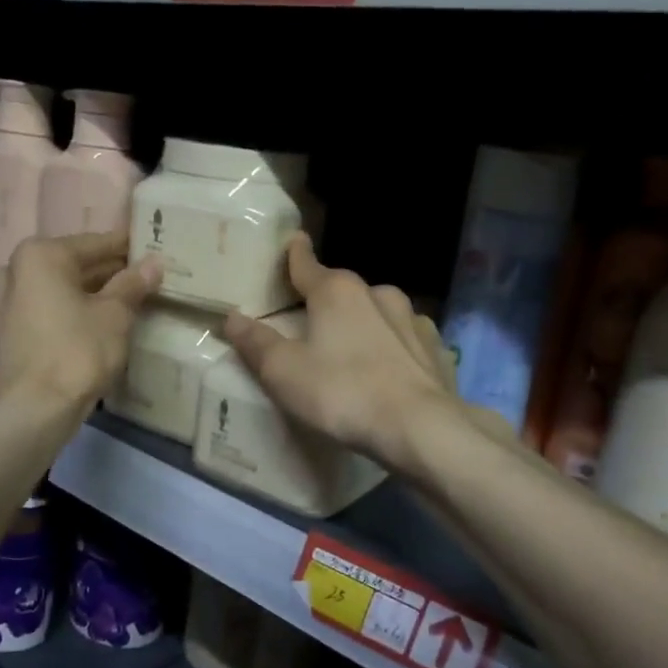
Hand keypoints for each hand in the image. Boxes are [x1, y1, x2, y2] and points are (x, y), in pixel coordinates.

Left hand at [0, 231, 161, 413]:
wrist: (35, 409)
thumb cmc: (77, 351)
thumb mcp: (115, 315)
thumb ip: (133, 284)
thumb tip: (154, 263)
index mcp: (40, 255)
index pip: (96, 243)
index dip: (128, 248)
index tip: (154, 248)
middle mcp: (16, 270)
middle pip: (75, 265)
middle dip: (111, 272)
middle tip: (147, 277)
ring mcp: (7, 302)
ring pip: (62, 288)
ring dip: (93, 293)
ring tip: (131, 300)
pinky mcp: (10, 331)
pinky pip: (50, 309)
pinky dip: (74, 311)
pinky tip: (102, 321)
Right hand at [223, 234, 458, 473]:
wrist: (420, 427)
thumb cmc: (343, 394)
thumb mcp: (284, 373)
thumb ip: (257, 343)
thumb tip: (231, 318)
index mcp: (336, 292)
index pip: (307, 265)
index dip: (295, 254)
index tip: (295, 240)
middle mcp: (377, 294)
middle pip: (343, 290)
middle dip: (328, 299)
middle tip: (313, 319)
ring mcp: (412, 319)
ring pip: (379, 312)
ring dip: (364, 322)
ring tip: (353, 349)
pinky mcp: (436, 348)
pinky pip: (405, 339)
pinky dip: (393, 346)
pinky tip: (390, 368)